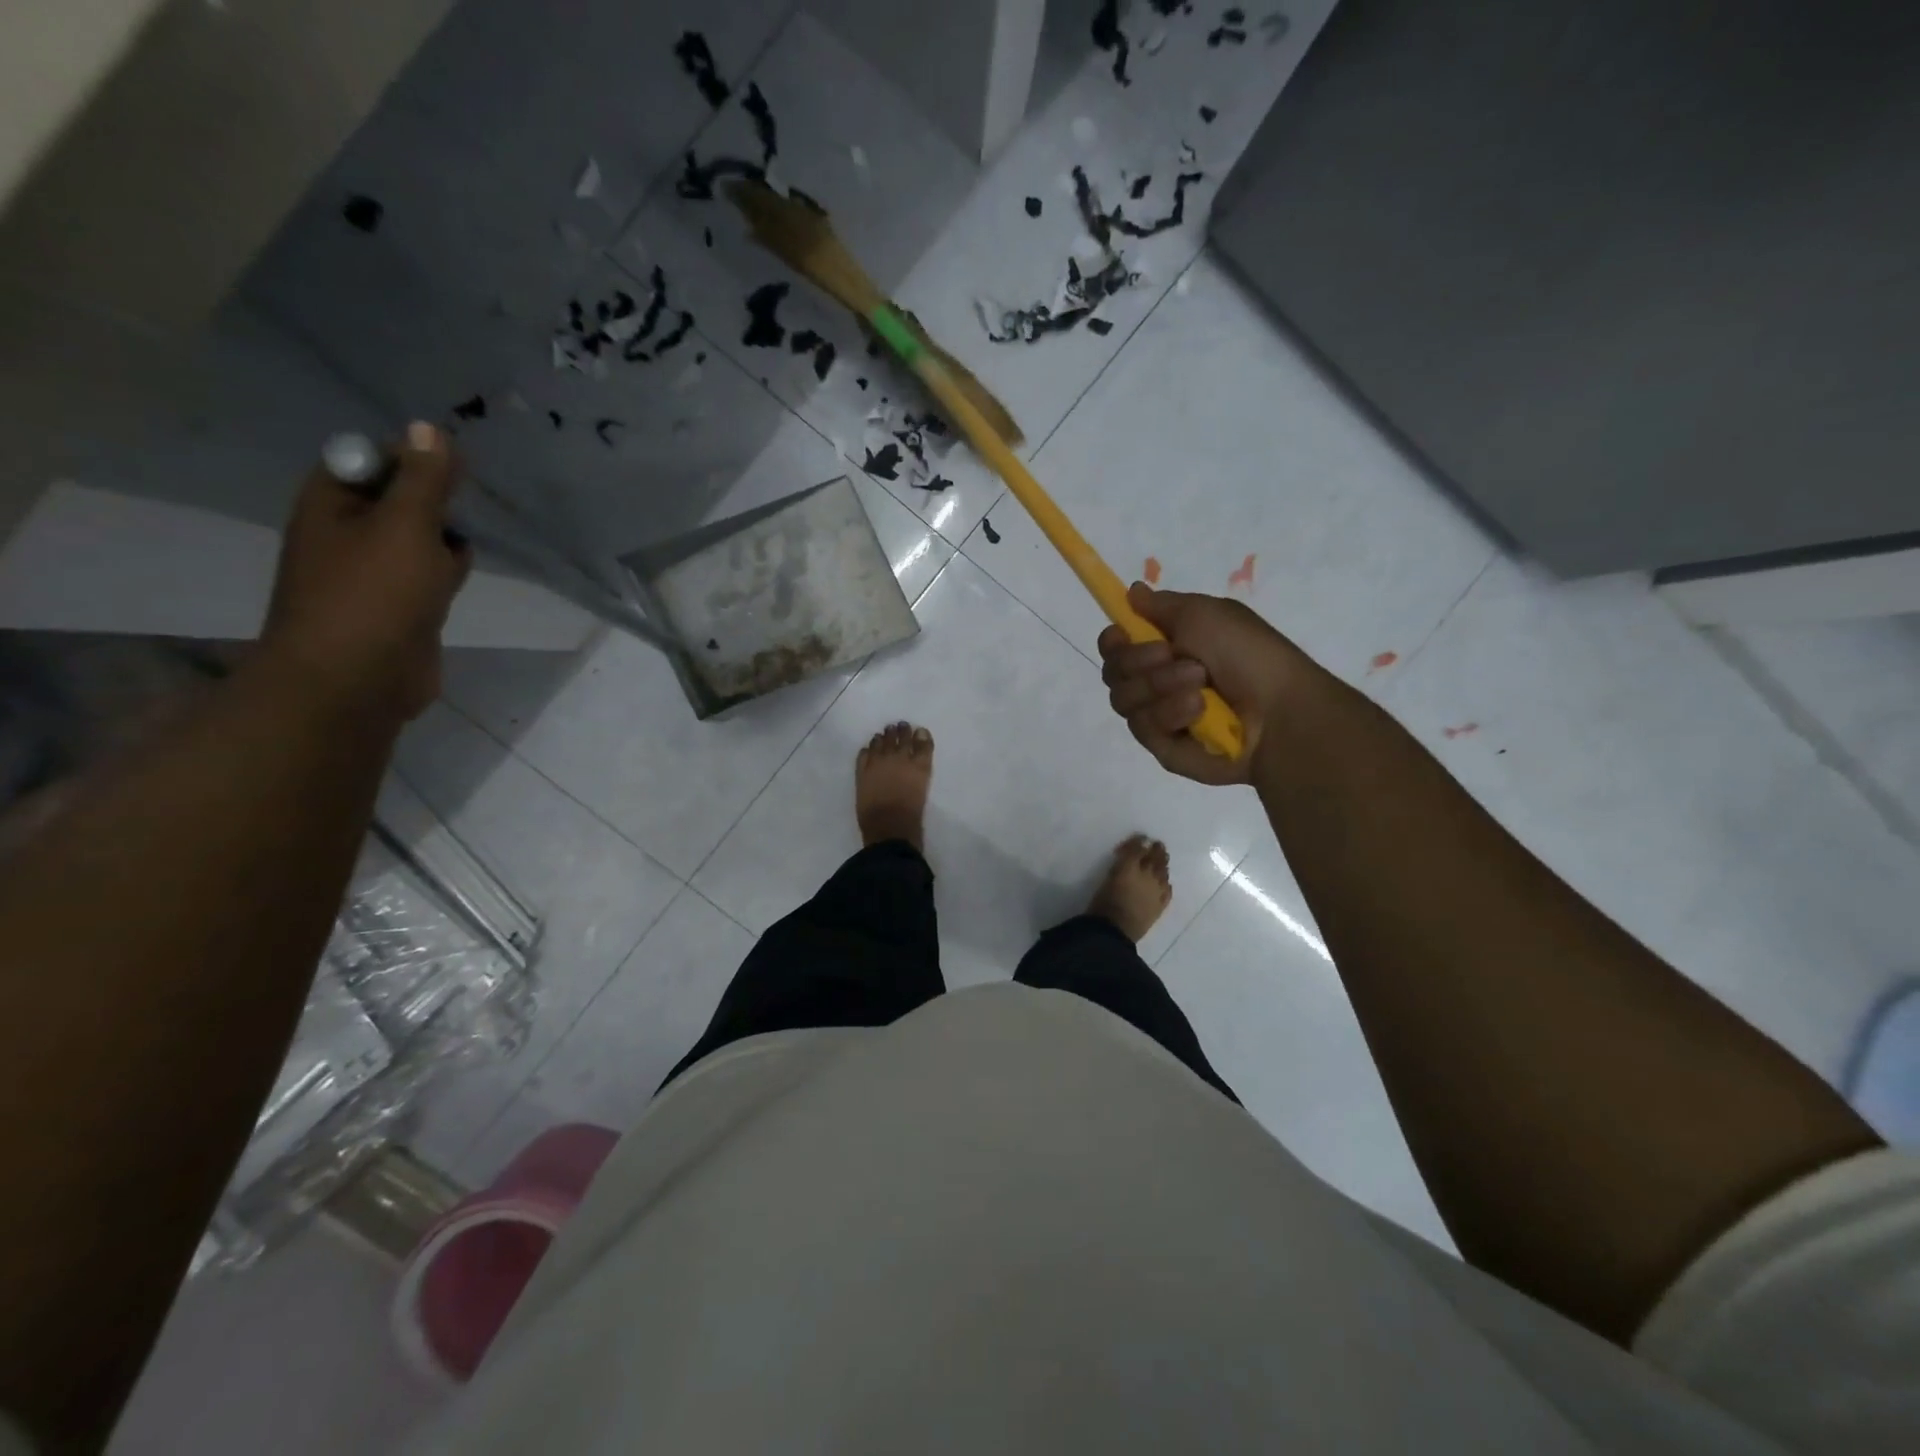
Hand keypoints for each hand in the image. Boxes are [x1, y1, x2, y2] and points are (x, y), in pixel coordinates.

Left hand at [262, 423, 472, 722]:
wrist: (355, 681)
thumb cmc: (375, 595)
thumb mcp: (406, 526)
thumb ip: (424, 479)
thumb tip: (430, 427)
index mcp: (330, 504)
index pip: (371, 459)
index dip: (413, 458)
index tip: (455, 470)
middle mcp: (345, 533)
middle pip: (399, 499)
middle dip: (435, 504)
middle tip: (457, 516)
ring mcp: (371, 574)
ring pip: (419, 540)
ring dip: (444, 542)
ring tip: (456, 556)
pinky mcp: (397, 609)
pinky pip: (426, 577)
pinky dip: (445, 575)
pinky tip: (456, 583)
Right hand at [1097, 583, 1313, 784]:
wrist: (1279, 712)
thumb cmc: (1248, 655)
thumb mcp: (1206, 613)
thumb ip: (1160, 605)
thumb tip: (1132, 592)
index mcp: (1167, 648)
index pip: (1115, 647)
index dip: (1112, 641)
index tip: (1122, 635)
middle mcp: (1157, 683)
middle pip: (1113, 672)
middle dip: (1139, 661)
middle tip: (1173, 655)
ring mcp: (1159, 717)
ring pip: (1124, 700)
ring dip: (1160, 686)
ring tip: (1200, 686)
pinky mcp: (1164, 748)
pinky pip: (1143, 728)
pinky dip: (1170, 713)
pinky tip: (1199, 711)